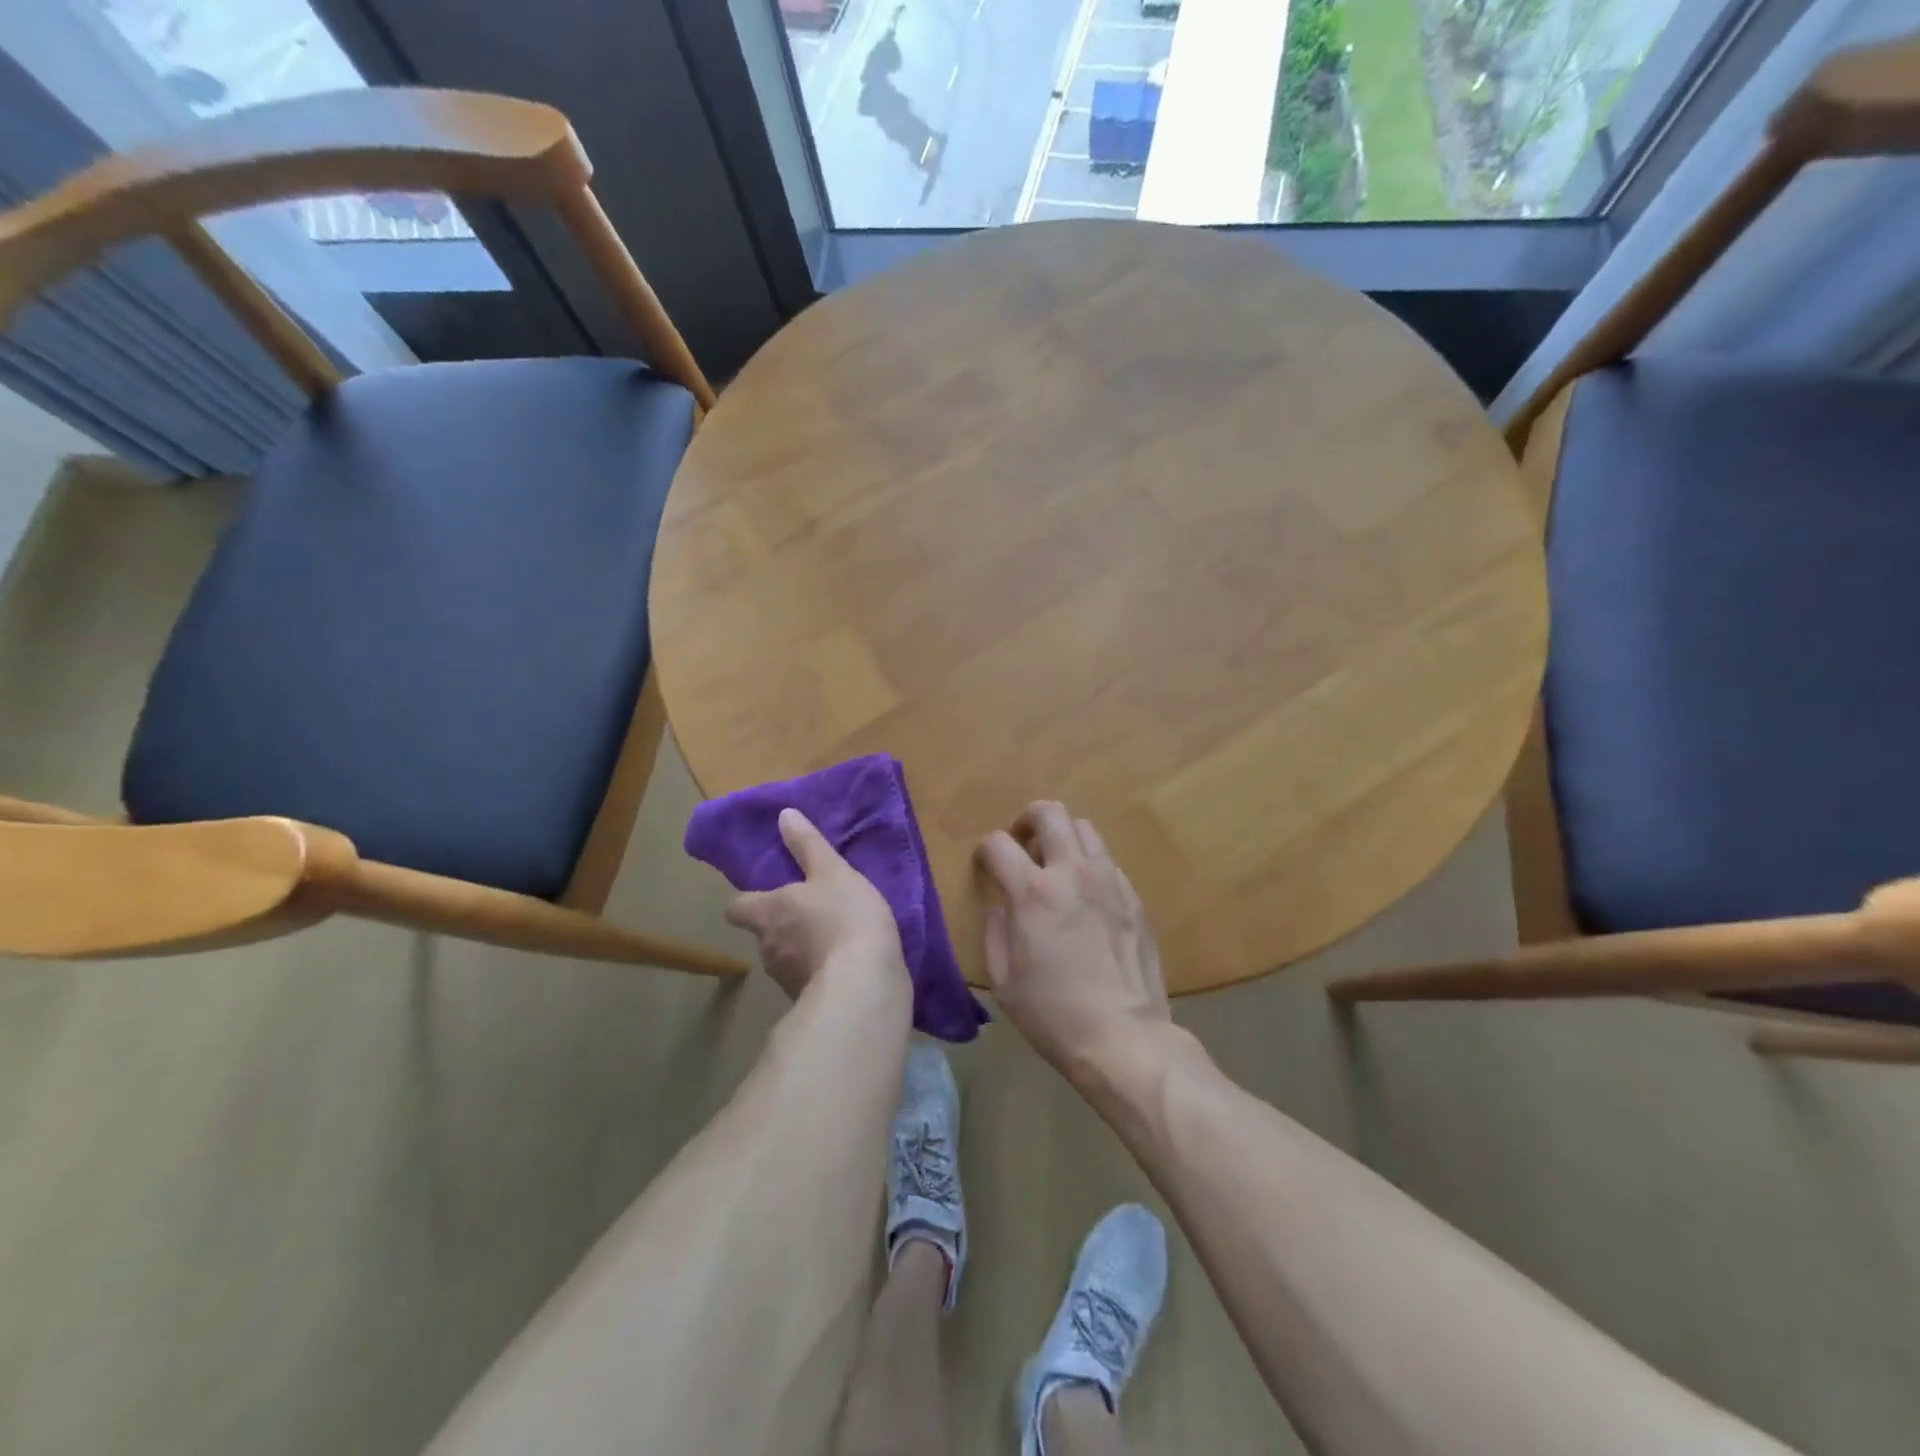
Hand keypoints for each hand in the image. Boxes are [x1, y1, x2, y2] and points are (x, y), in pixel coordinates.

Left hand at [725, 809, 908, 1000]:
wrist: (864, 983)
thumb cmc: (844, 916)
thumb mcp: (832, 871)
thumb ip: (807, 845)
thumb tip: (783, 815)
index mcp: (768, 912)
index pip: (737, 908)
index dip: (747, 901)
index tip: (764, 896)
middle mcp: (767, 947)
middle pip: (763, 934)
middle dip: (781, 925)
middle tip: (810, 913)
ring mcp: (785, 979)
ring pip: (785, 959)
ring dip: (802, 951)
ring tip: (832, 940)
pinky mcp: (809, 1001)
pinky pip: (809, 982)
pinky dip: (820, 974)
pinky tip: (845, 967)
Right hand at [976, 802, 1172, 1089]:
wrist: (1124, 1037)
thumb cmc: (1054, 1015)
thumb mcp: (1004, 981)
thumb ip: (995, 932)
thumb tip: (1001, 906)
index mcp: (1033, 893)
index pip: (998, 843)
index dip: (985, 850)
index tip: (985, 868)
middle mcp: (1072, 873)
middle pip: (1050, 812)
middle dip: (1027, 820)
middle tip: (1022, 847)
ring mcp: (1109, 881)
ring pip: (1084, 828)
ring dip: (1062, 838)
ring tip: (1056, 866)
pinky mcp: (1134, 896)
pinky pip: (1107, 860)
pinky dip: (1089, 863)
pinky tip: (1085, 896)